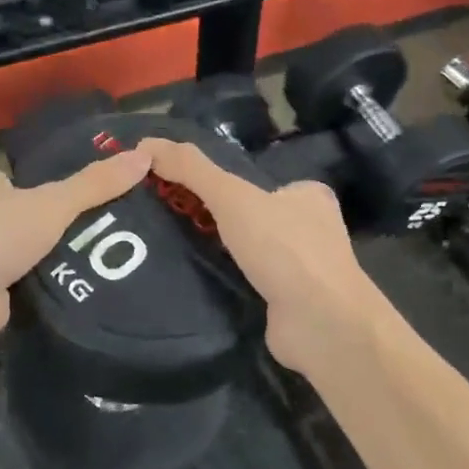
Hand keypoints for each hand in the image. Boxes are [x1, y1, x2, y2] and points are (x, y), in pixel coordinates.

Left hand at [0, 149, 155, 347]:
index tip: (95, 197)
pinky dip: (44, 284)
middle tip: (110, 231)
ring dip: (53, 257)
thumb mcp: (53, 203)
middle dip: (59, 225)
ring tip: (105, 259)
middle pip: (28, 215)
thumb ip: (96, 183)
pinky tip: (78, 287)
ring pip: (26, 250)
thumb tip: (145, 155)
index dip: (56, 186)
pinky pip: (23, 281)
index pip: (25, 178)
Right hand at [144, 139, 386, 377]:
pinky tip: (200, 284)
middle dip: (219, 221)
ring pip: (252, 253)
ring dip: (222, 255)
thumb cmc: (284, 249)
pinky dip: (229, 284)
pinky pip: (251, 284)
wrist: (322, 324)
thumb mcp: (232, 197)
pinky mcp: (292, 304)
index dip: (222, 185)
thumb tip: (146, 144)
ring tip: (177, 252)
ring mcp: (304, 271)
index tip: (184, 192)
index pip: (259, 181)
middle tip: (175, 222)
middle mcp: (312, 230)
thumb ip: (191, 169)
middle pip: (253, 217)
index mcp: (308, 196)